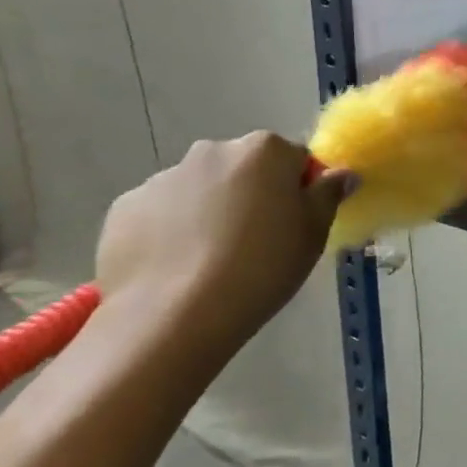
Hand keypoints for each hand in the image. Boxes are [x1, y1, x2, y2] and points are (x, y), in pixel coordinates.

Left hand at [95, 134, 352, 354]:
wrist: (173, 316)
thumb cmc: (262, 267)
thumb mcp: (314, 233)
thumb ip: (328, 194)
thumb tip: (342, 173)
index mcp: (264, 150)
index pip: (294, 158)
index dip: (298, 190)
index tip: (295, 224)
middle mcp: (212, 151)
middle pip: (244, 169)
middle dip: (252, 195)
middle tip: (257, 243)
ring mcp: (163, 178)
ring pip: (200, 190)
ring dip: (210, 212)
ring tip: (211, 262)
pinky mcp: (124, 209)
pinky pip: (160, 214)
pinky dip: (171, 231)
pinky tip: (177, 268)